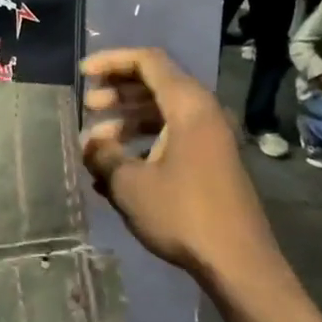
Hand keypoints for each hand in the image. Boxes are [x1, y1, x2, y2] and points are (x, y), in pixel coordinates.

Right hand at [79, 48, 280, 283]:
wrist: (237, 260)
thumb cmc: (182, 214)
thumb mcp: (130, 185)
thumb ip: (104, 156)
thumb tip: (90, 144)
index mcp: (188, 105)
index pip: (148, 61)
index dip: (112, 61)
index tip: (83, 74)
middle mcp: (204, 112)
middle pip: (156, 84)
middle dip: (118, 92)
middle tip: (88, 107)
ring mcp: (211, 137)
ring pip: (164, 112)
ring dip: (129, 120)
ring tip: (97, 142)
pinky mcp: (212, 160)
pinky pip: (174, 135)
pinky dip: (146, 141)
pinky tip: (120, 167)